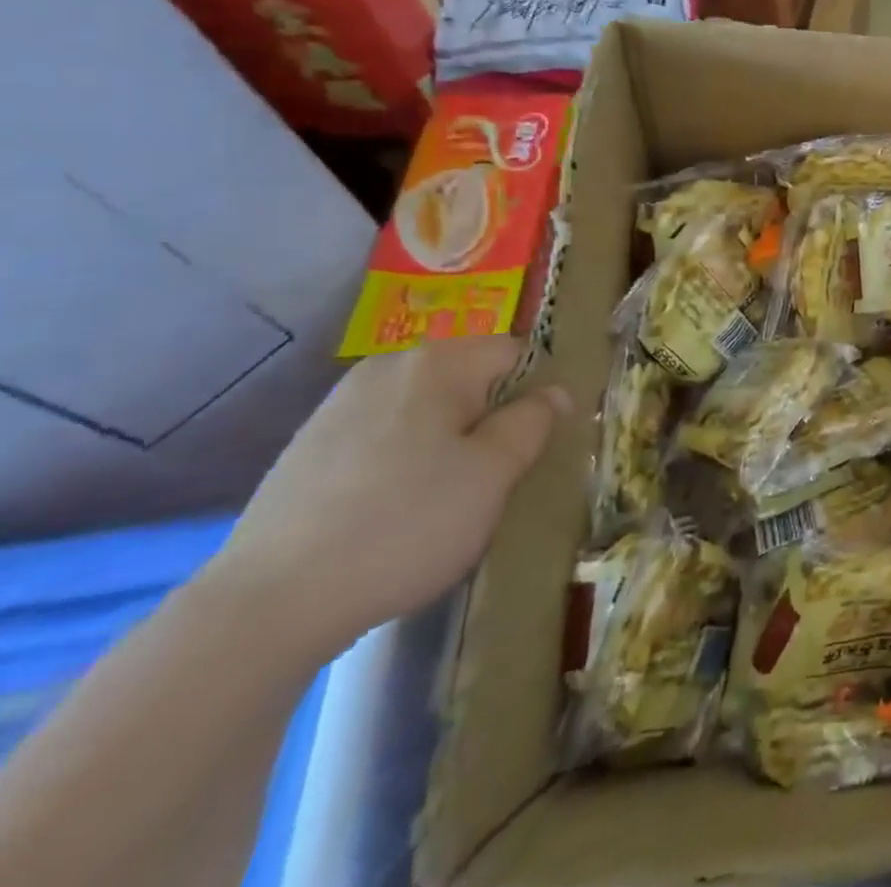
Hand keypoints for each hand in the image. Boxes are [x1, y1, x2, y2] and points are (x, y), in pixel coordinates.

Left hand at [210, 338, 568, 660]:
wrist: (267, 605)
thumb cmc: (405, 524)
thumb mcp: (493, 474)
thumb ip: (533, 422)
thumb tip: (553, 392)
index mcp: (438, 362)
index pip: (514, 354)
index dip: (534, 394)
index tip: (533, 444)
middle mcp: (388, 366)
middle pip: (467, 378)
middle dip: (488, 417)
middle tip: (492, 475)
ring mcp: (340, 405)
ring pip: (424, 408)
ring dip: (446, 439)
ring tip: (443, 497)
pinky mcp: (308, 447)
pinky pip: (383, 435)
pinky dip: (402, 459)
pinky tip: (392, 508)